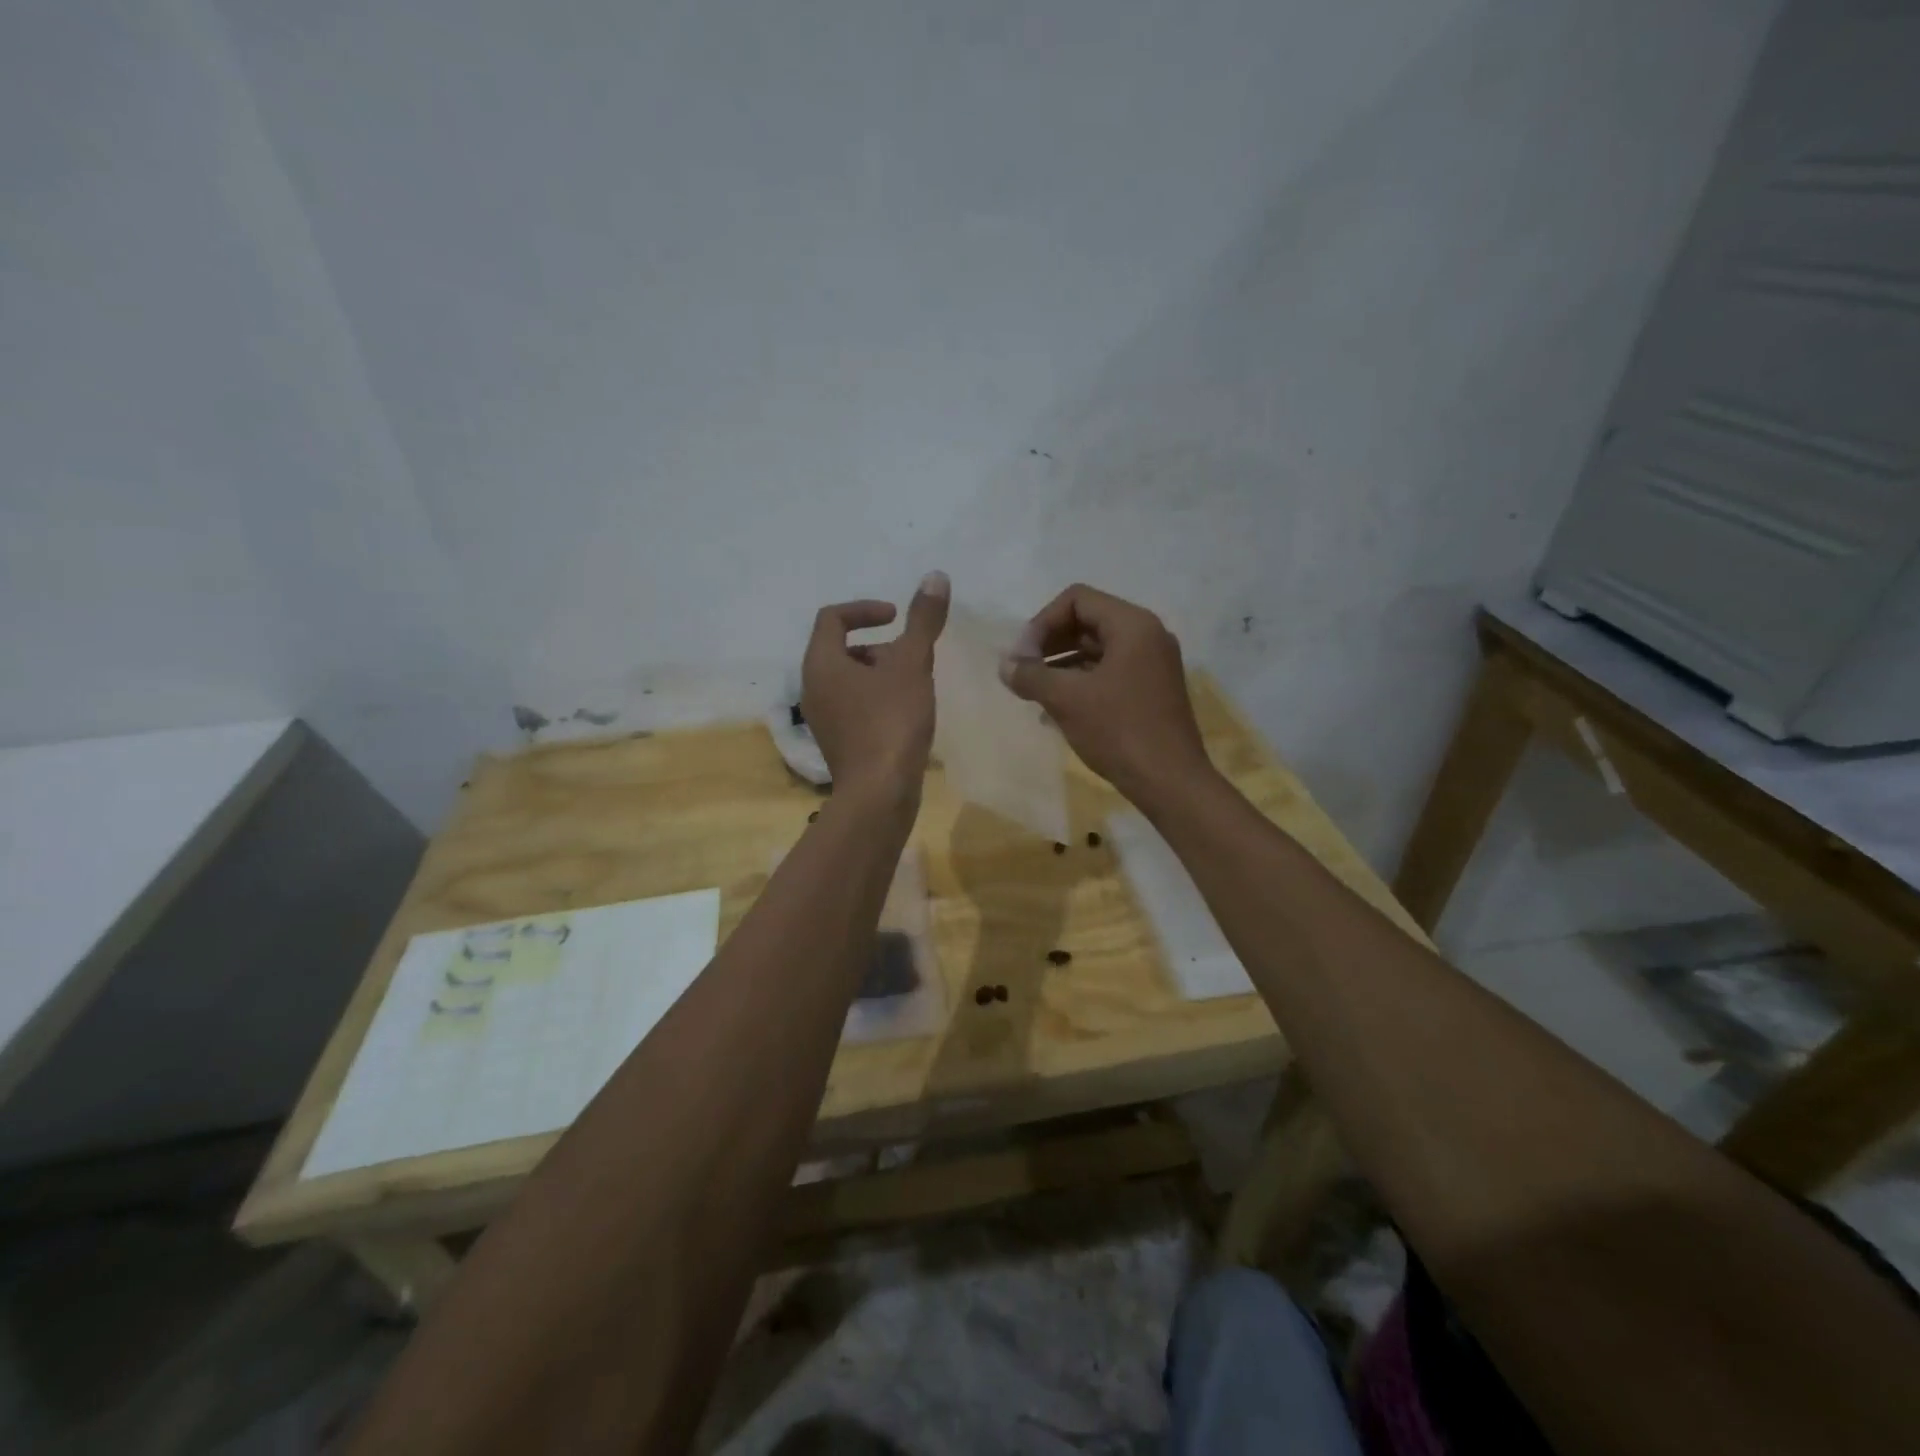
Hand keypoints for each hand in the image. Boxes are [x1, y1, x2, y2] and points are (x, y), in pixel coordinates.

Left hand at [802, 572, 950, 801]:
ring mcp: (822, 718)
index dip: (865, 609)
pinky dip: (878, 697)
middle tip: (912, 657)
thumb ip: (922, 621)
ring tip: (916, 685)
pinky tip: (907, 713)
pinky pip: (854, 705)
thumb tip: (935, 576)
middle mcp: (813, 687)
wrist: (880, 793)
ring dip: (882, 673)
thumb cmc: (891, 722)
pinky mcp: (837, 742)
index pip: (832, 617)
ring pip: (850, 679)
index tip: (897, 617)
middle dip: (880, 645)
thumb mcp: (912, 665)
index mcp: (821, 663)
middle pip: (842, 649)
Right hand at [999, 583, 1212, 809]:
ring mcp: (1152, 664)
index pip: (1076, 600)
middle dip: (1049, 643)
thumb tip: (1004, 664)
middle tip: (1023, 672)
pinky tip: (1054, 710)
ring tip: (1033, 692)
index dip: (1041, 623)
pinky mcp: (1151, 690)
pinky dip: (1080, 682)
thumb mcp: (1067, 699)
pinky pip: (1109, 672)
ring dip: (1060, 665)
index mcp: (1132, 625)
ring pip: (1096, 649)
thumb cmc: (1119, 731)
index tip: (1022, 657)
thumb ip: (1031, 675)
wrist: (1170, 782)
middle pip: (1087, 621)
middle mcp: (1147, 636)